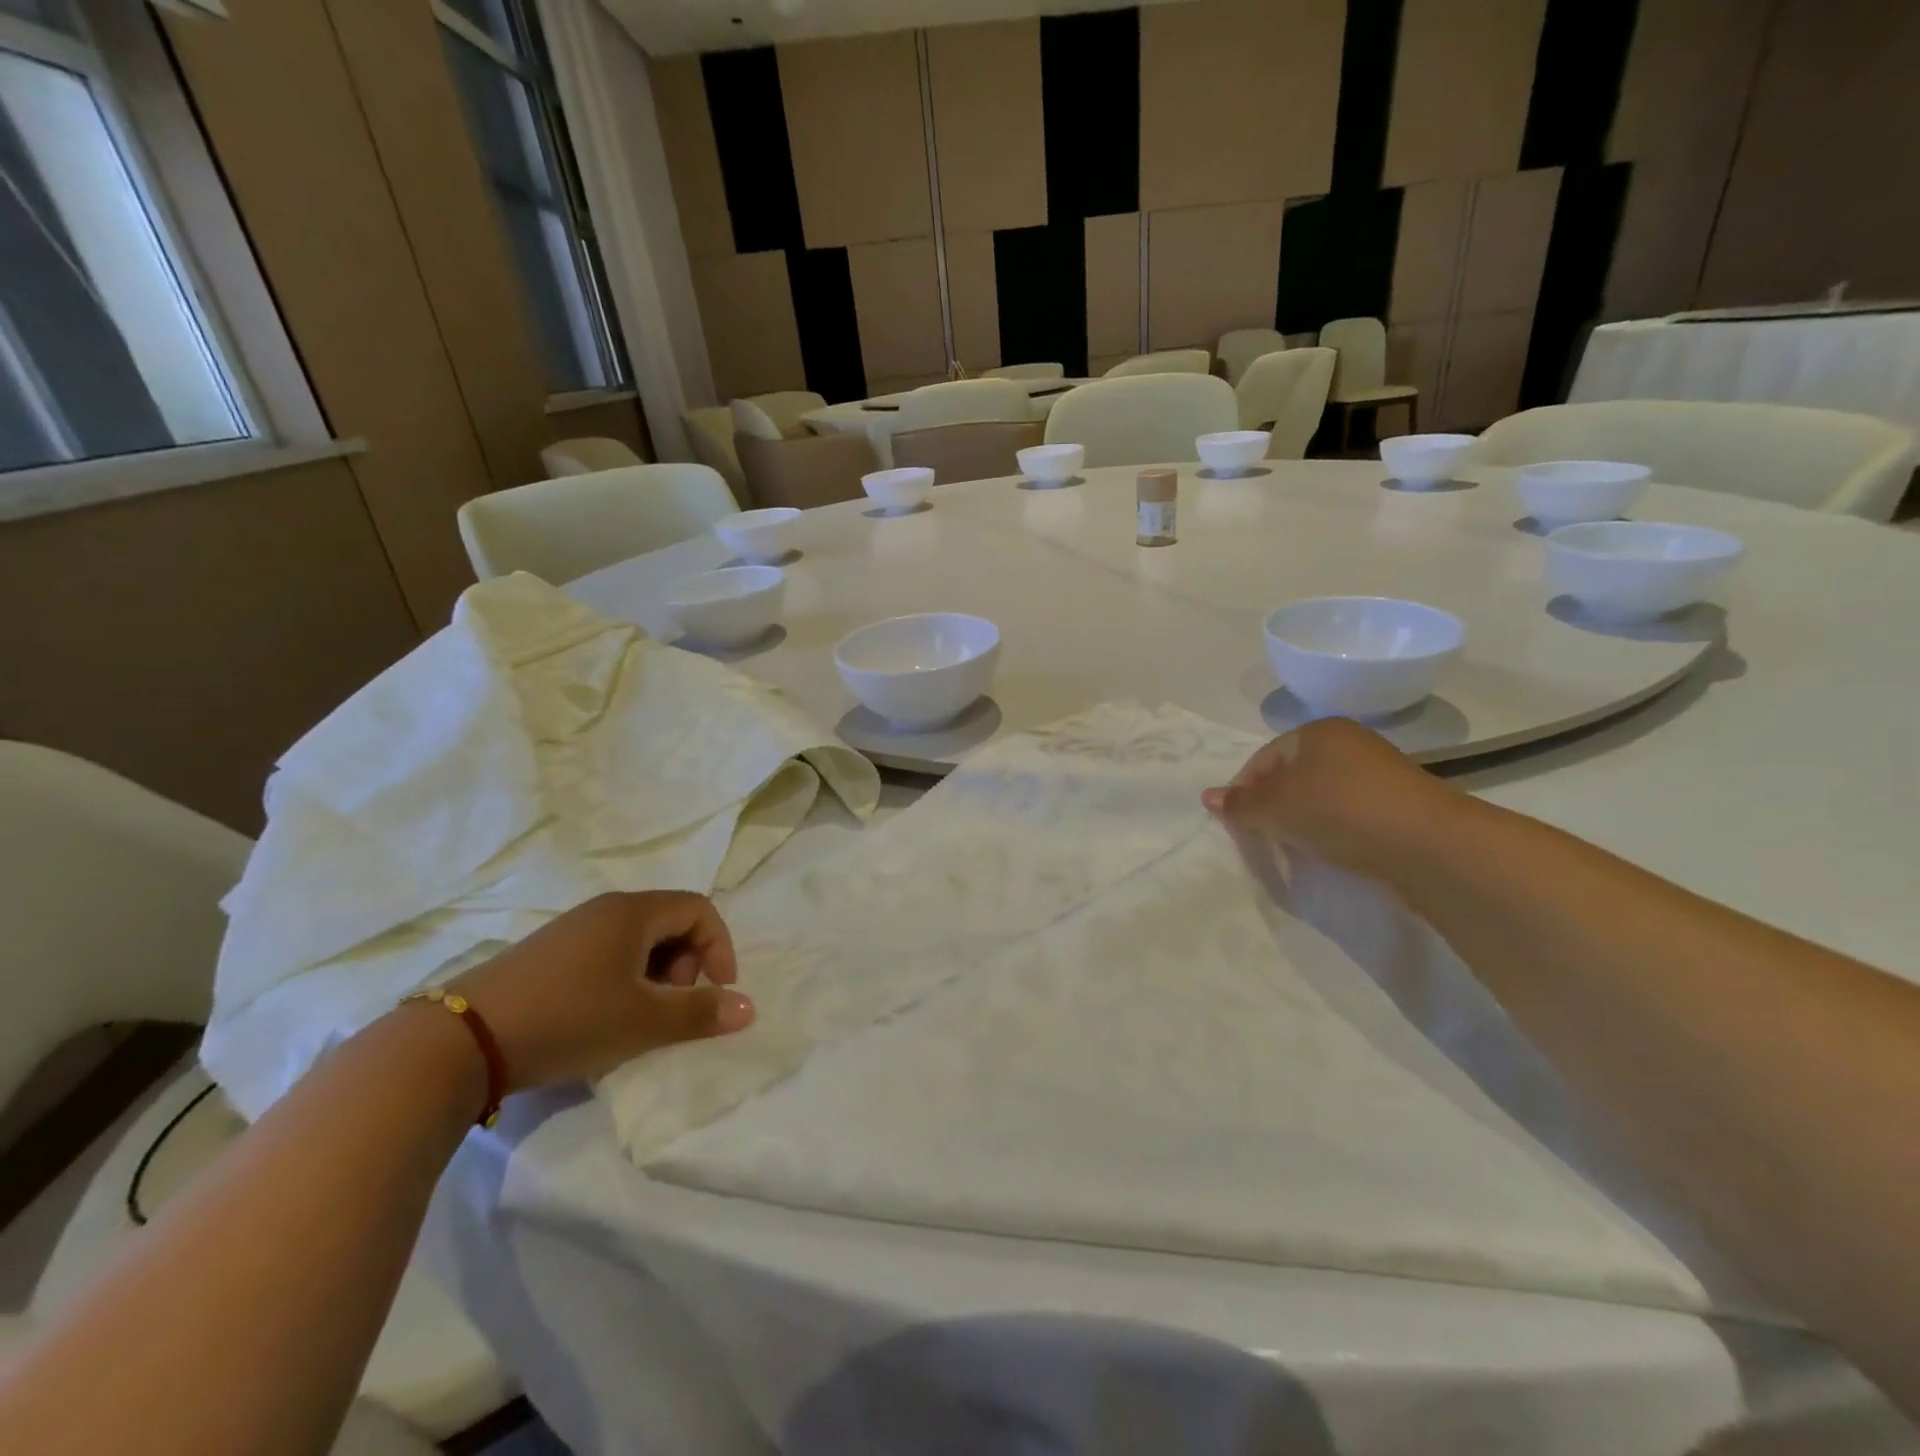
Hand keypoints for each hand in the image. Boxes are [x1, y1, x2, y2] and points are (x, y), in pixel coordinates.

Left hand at [448, 891, 753, 1091]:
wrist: (460, 1041)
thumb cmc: (569, 1018)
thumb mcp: (643, 1021)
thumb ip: (700, 1013)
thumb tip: (749, 1008)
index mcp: (633, 912)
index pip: (699, 910)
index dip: (719, 947)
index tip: (716, 991)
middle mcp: (605, 910)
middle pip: (670, 923)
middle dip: (687, 964)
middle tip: (673, 1008)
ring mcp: (572, 930)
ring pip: (637, 941)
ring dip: (655, 976)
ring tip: (640, 1018)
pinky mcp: (547, 955)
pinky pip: (606, 954)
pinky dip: (623, 980)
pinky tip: (604, 1019)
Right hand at [1201, 718, 1464, 879]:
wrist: (1426, 842)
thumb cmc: (1337, 811)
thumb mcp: (1275, 809)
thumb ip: (1239, 804)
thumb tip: (1207, 796)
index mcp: (1316, 731)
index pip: (1263, 758)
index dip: (1244, 790)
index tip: (1237, 823)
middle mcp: (1349, 741)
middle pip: (1293, 774)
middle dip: (1274, 804)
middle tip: (1264, 835)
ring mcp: (1380, 770)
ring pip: (1323, 792)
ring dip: (1304, 818)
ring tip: (1298, 846)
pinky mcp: (1402, 800)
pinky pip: (1352, 809)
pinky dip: (1336, 826)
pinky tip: (1335, 848)